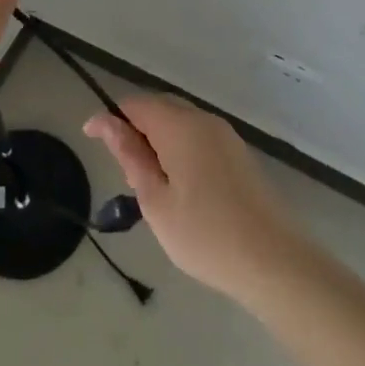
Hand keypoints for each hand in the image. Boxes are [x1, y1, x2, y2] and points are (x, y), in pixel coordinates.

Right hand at [85, 95, 306, 303]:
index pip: (135, 104)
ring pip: (180, 123)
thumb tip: (105, 122)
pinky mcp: (239, 154)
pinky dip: (180, 150)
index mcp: (180, 125)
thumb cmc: (205, 235)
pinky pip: (199, 137)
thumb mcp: (155, 200)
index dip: (110, 118)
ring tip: (151, 186)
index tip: (90, 140)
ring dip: (158, 141)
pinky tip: (181, 188)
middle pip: (159, 108)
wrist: (274, 261)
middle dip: (135, 129)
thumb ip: (130, 155)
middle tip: (124, 172)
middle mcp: (204, 120)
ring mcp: (226, 135)